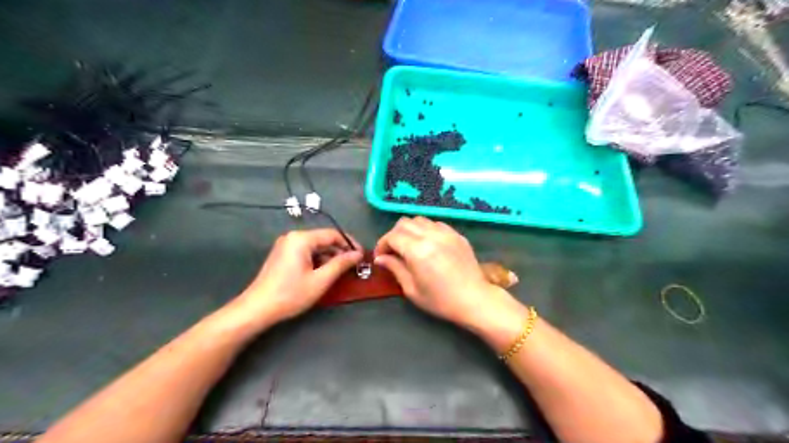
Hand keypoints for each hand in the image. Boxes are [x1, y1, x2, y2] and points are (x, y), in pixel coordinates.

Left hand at [230, 229, 361, 326]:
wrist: (257, 309)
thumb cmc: (291, 294)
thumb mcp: (321, 280)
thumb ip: (341, 264)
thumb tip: (358, 254)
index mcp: (302, 239)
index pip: (333, 234)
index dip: (350, 244)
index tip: (362, 256)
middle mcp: (293, 237)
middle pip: (324, 240)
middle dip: (340, 252)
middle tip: (353, 266)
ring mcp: (286, 246)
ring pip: (315, 247)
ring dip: (329, 257)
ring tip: (341, 271)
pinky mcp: (283, 255)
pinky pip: (306, 252)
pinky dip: (318, 261)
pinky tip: (325, 273)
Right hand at [374, 216, 518, 329]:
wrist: (475, 300)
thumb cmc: (441, 300)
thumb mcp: (412, 289)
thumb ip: (395, 268)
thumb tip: (380, 258)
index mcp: (418, 250)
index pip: (392, 236)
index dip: (382, 244)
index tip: (380, 256)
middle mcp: (431, 236)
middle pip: (404, 223)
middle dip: (394, 235)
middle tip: (393, 251)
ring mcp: (446, 233)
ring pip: (420, 220)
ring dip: (410, 230)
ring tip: (410, 246)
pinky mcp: (457, 234)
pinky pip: (436, 224)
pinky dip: (426, 230)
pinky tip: (428, 244)